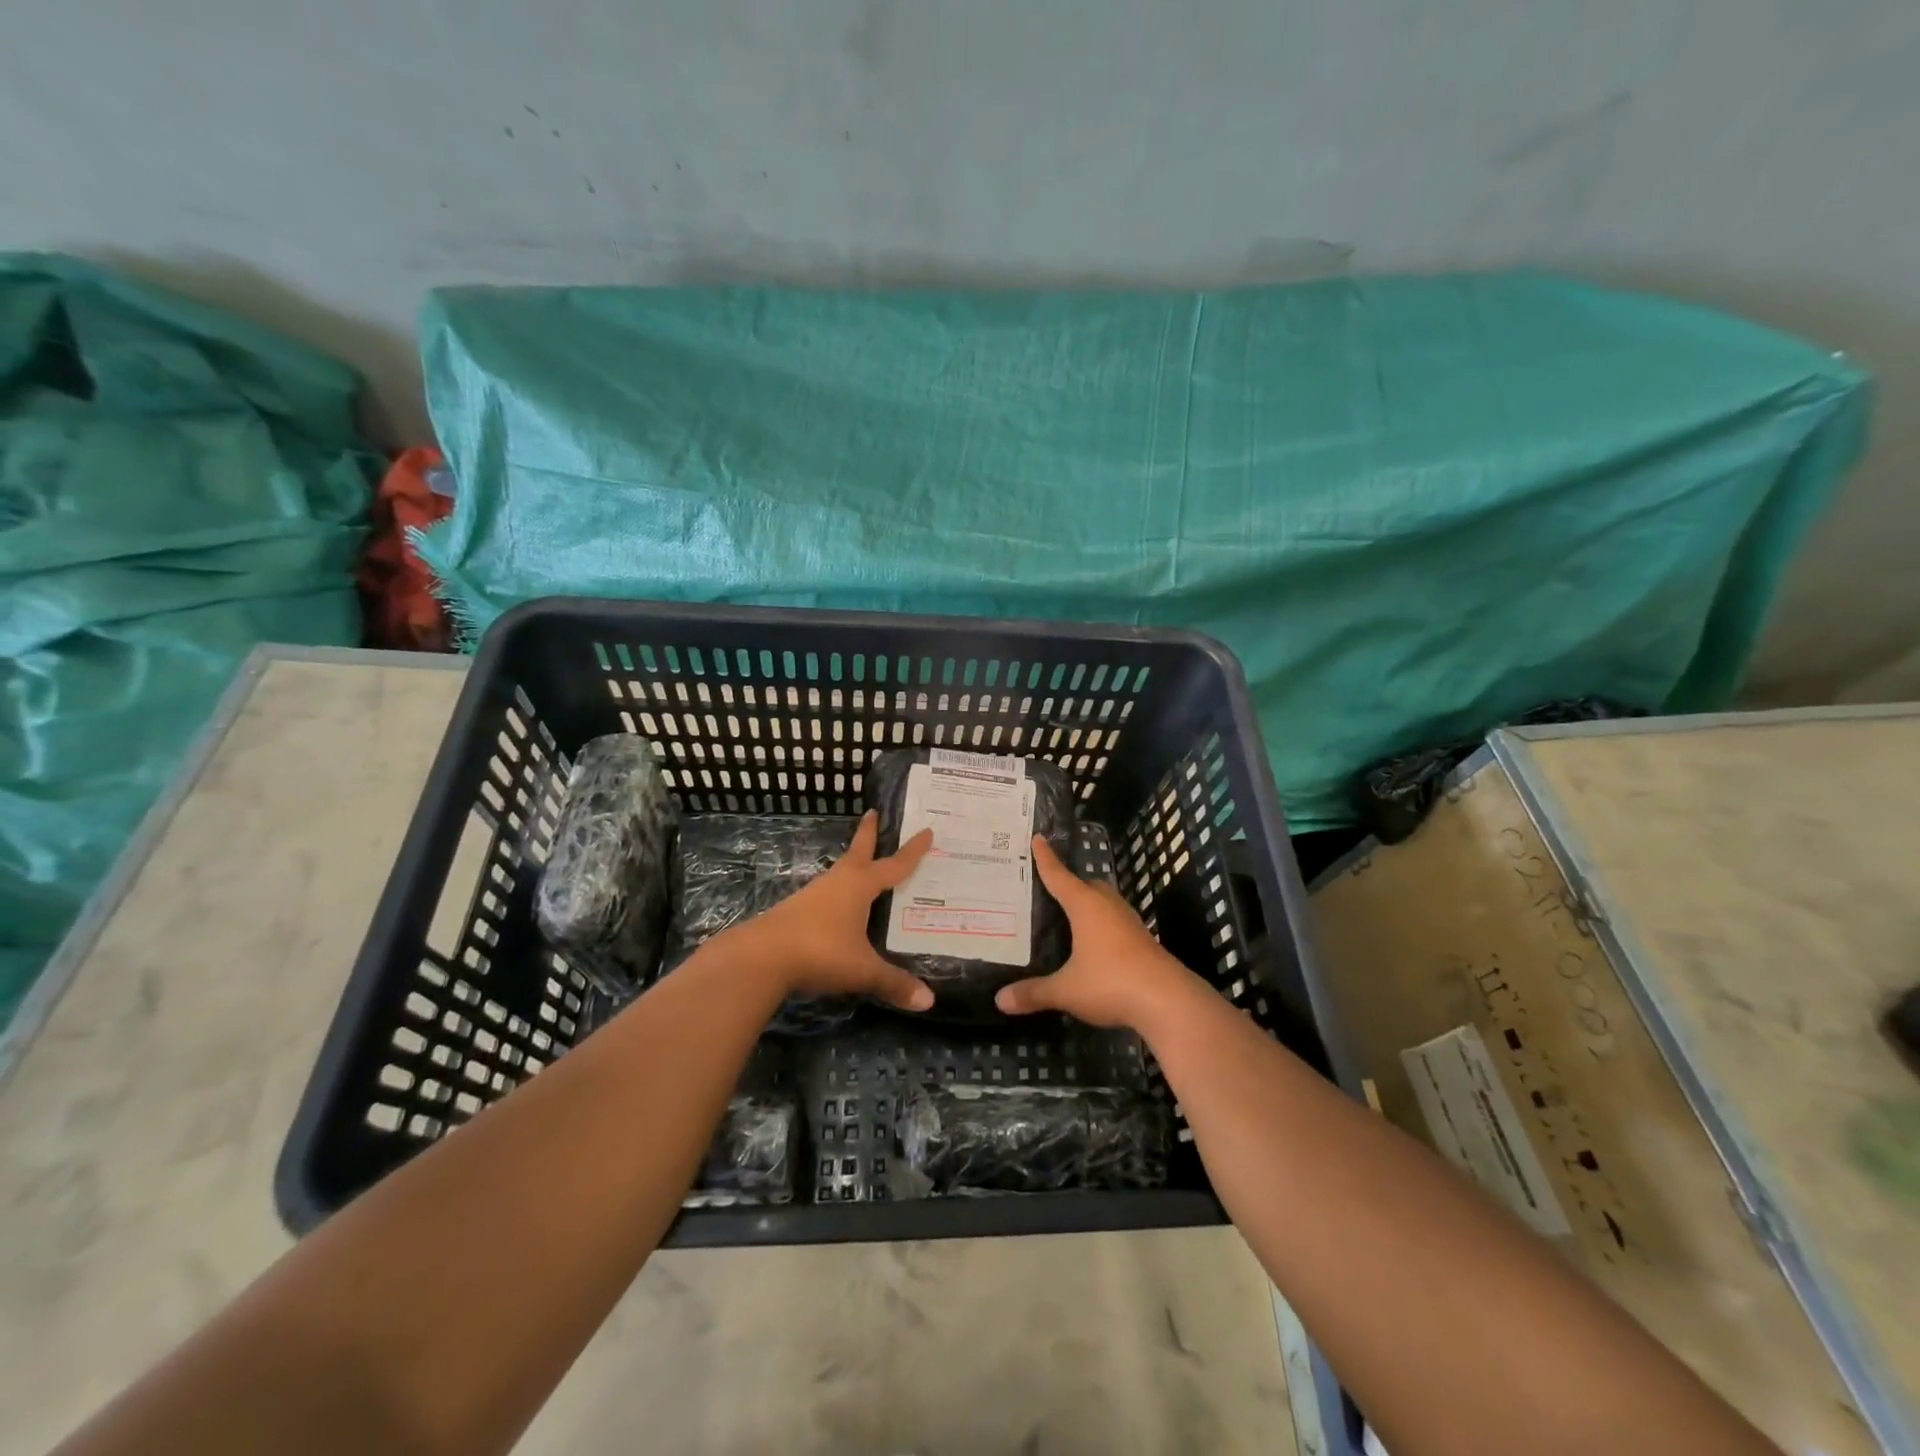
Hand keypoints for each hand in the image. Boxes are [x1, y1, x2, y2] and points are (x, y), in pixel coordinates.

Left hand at [730, 811, 935, 1011]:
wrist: (761, 956)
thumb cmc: (820, 952)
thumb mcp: (862, 970)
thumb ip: (894, 983)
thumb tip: (929, 1001)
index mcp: (859, 886)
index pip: (894, 865)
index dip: (913, 851)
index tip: (927, 831)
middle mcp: (838, 883)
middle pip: (858, 852)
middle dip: (868, 833)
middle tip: (873, 813)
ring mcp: (814, 894)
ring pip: (840, 872)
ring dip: (853, 864)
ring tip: (863, 865)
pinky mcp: (797, 910)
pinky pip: (827, 893)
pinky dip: (839, 890)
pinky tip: (839, 905)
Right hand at [995, 834, 1197, 1029]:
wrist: (1168, 1001)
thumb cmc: (1111, 983)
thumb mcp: (1066, 990)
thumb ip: (1034, 992)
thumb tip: (1001, 1000)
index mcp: (1086, 906)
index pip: (1059, 876)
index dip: (1046, 858)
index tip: (1038, 837)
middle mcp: (1108, 906)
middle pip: (1086, 885)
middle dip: (1070, 883)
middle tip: (1049, 887)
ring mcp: (1129, 922)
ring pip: (1104, 902)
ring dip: (1088, 904)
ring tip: (1069, 914)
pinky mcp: (1142, 940)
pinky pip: (1115, 921)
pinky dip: (1101, 924)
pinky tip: (1093, 942)